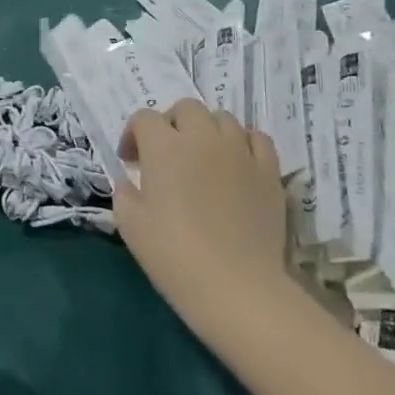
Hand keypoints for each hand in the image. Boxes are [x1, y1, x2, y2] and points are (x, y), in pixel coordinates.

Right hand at [114, 98, 299, 338]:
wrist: (235, 286)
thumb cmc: (173, 254)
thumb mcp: (130, 224)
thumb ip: (125, 193)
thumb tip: (131, 183)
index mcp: (164, 146)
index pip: (144, 118)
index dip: (133, 135)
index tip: (131, 162)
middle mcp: (202, 138)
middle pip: (187, 108)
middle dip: (171, 123)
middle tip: (166, 154)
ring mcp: (240, 153)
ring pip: (223, 118)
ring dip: (207, 130)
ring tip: (202, 157)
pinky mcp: (269, 173)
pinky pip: (258, 139)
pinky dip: (243, 142)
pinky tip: (236, 163)